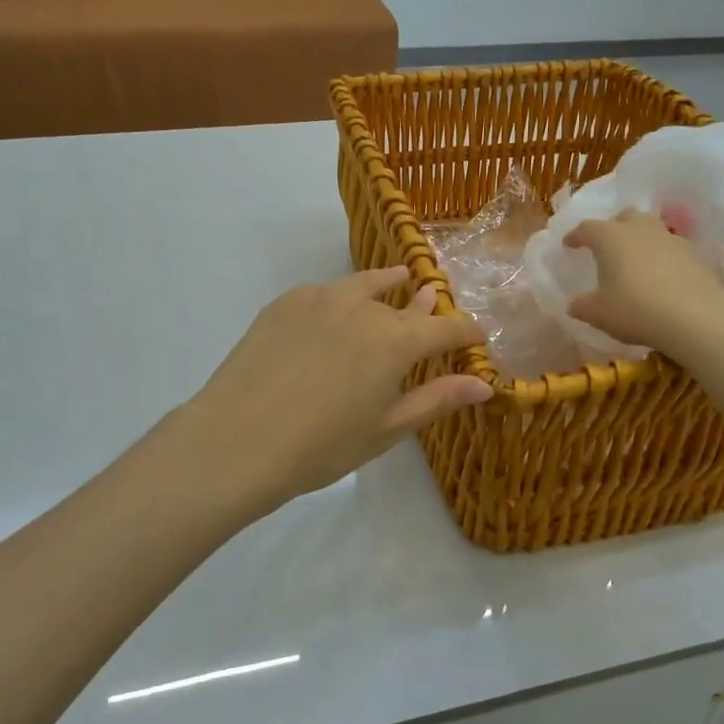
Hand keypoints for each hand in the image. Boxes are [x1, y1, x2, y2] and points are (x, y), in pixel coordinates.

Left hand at [178, 268, 492, 513]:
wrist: (239, 438)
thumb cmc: (322, 446)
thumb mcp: (387, 429)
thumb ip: (437, 399)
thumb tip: (484, 384)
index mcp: (396, 340)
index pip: (446, 327)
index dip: (467, 332)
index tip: (477, 336)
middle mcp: (364, 307)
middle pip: (406, 303)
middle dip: (425, 308)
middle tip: (433, 303)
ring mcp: (321, 298)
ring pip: (365, 284)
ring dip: (387, 284)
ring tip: (397, 278)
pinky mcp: (286, 302)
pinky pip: (325, 292)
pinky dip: (342, 297)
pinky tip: (336, 310)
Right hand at [564, 211, 723, 355]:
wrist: (696, 316)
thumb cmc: (635, 309)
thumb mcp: (598, 313)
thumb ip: (581, 306)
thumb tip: (573, 304)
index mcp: (609, 237)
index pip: (586, 228)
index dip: (575, 236)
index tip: (569, 245)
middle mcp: (639, 229)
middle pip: (624, 217)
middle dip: (613, 228)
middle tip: (606, 246)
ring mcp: (669, 238)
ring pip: (650, 229)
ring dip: (640, 239)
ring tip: (635, 260)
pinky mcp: (693, 254)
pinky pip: (670, 248)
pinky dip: (662, 257)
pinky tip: (660, 276)